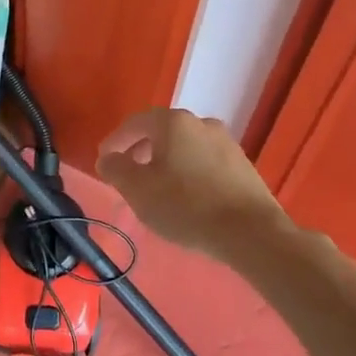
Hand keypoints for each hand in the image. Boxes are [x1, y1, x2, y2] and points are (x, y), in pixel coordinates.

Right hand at [95, 108, 288, 257]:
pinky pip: (204, 162)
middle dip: (140, 151)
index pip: (135, 123)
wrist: (250, 232)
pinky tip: (186, 197)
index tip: (104, 161)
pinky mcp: (242, 165)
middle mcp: (201, 123)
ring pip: (184, 147)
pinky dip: (188, 172)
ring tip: (156, 188)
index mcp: (173, 122)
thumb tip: (108, 158)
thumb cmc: (186, 206)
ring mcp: (226, 143)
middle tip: (128, 175)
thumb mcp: (138, 190)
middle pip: (161, 132)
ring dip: (165, 162)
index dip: (115, 141)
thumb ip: (115, 168)